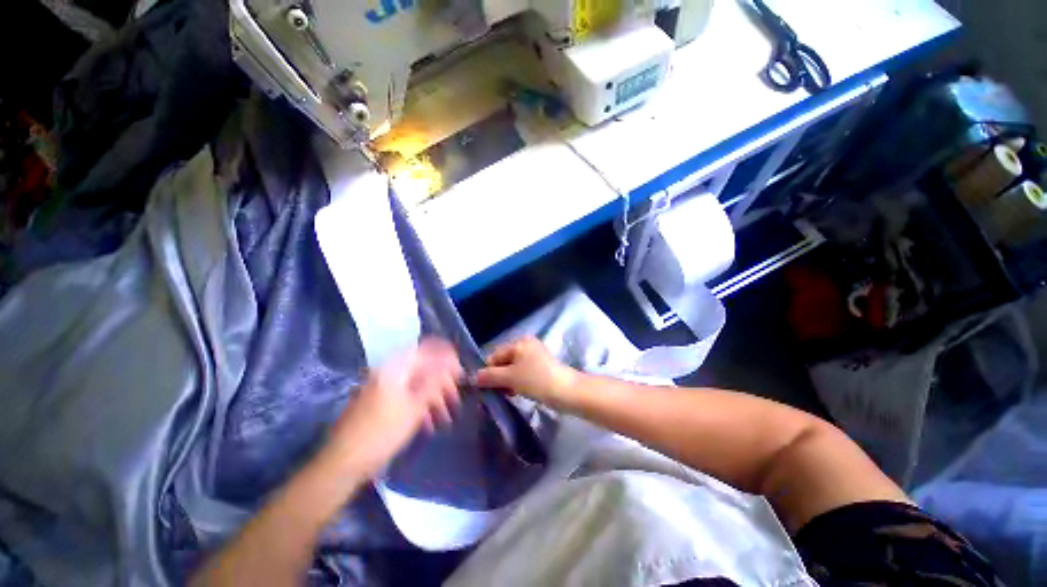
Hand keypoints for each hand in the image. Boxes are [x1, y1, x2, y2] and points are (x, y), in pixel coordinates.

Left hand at [322, 338, 463, 479]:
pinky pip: (404, 398)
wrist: (343, 463)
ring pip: (415, 386)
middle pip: (422, 370)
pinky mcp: (377, 403)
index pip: (427, 351)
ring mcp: (381, 388)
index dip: (447, 359)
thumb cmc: (383, 432)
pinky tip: (427, 425)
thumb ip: (435, 381)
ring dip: (432, 399)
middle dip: (441, 385)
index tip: (460, 373)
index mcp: (395, 368)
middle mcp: (387, 373)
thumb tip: (450, 361)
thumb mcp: (415, 406)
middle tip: (455, 401)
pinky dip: (418, 407)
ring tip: (445, 419)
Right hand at [476, 337, 577, 407]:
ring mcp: (535, 357)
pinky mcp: (541, 368)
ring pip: (513, 369)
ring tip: (508, 394)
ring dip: (507, 382)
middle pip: (504, 362)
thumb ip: (490, 376)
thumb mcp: (511, 377)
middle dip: (498, 377)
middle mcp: (527, 345)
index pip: (495, 355)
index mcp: (519, 342)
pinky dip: (517, 383)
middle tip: (497, 393)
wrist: (567, 392)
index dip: (487, 371)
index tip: (484, 388)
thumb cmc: (537, 380)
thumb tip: (471, 378)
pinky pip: (522, 374)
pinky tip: (517, 393)